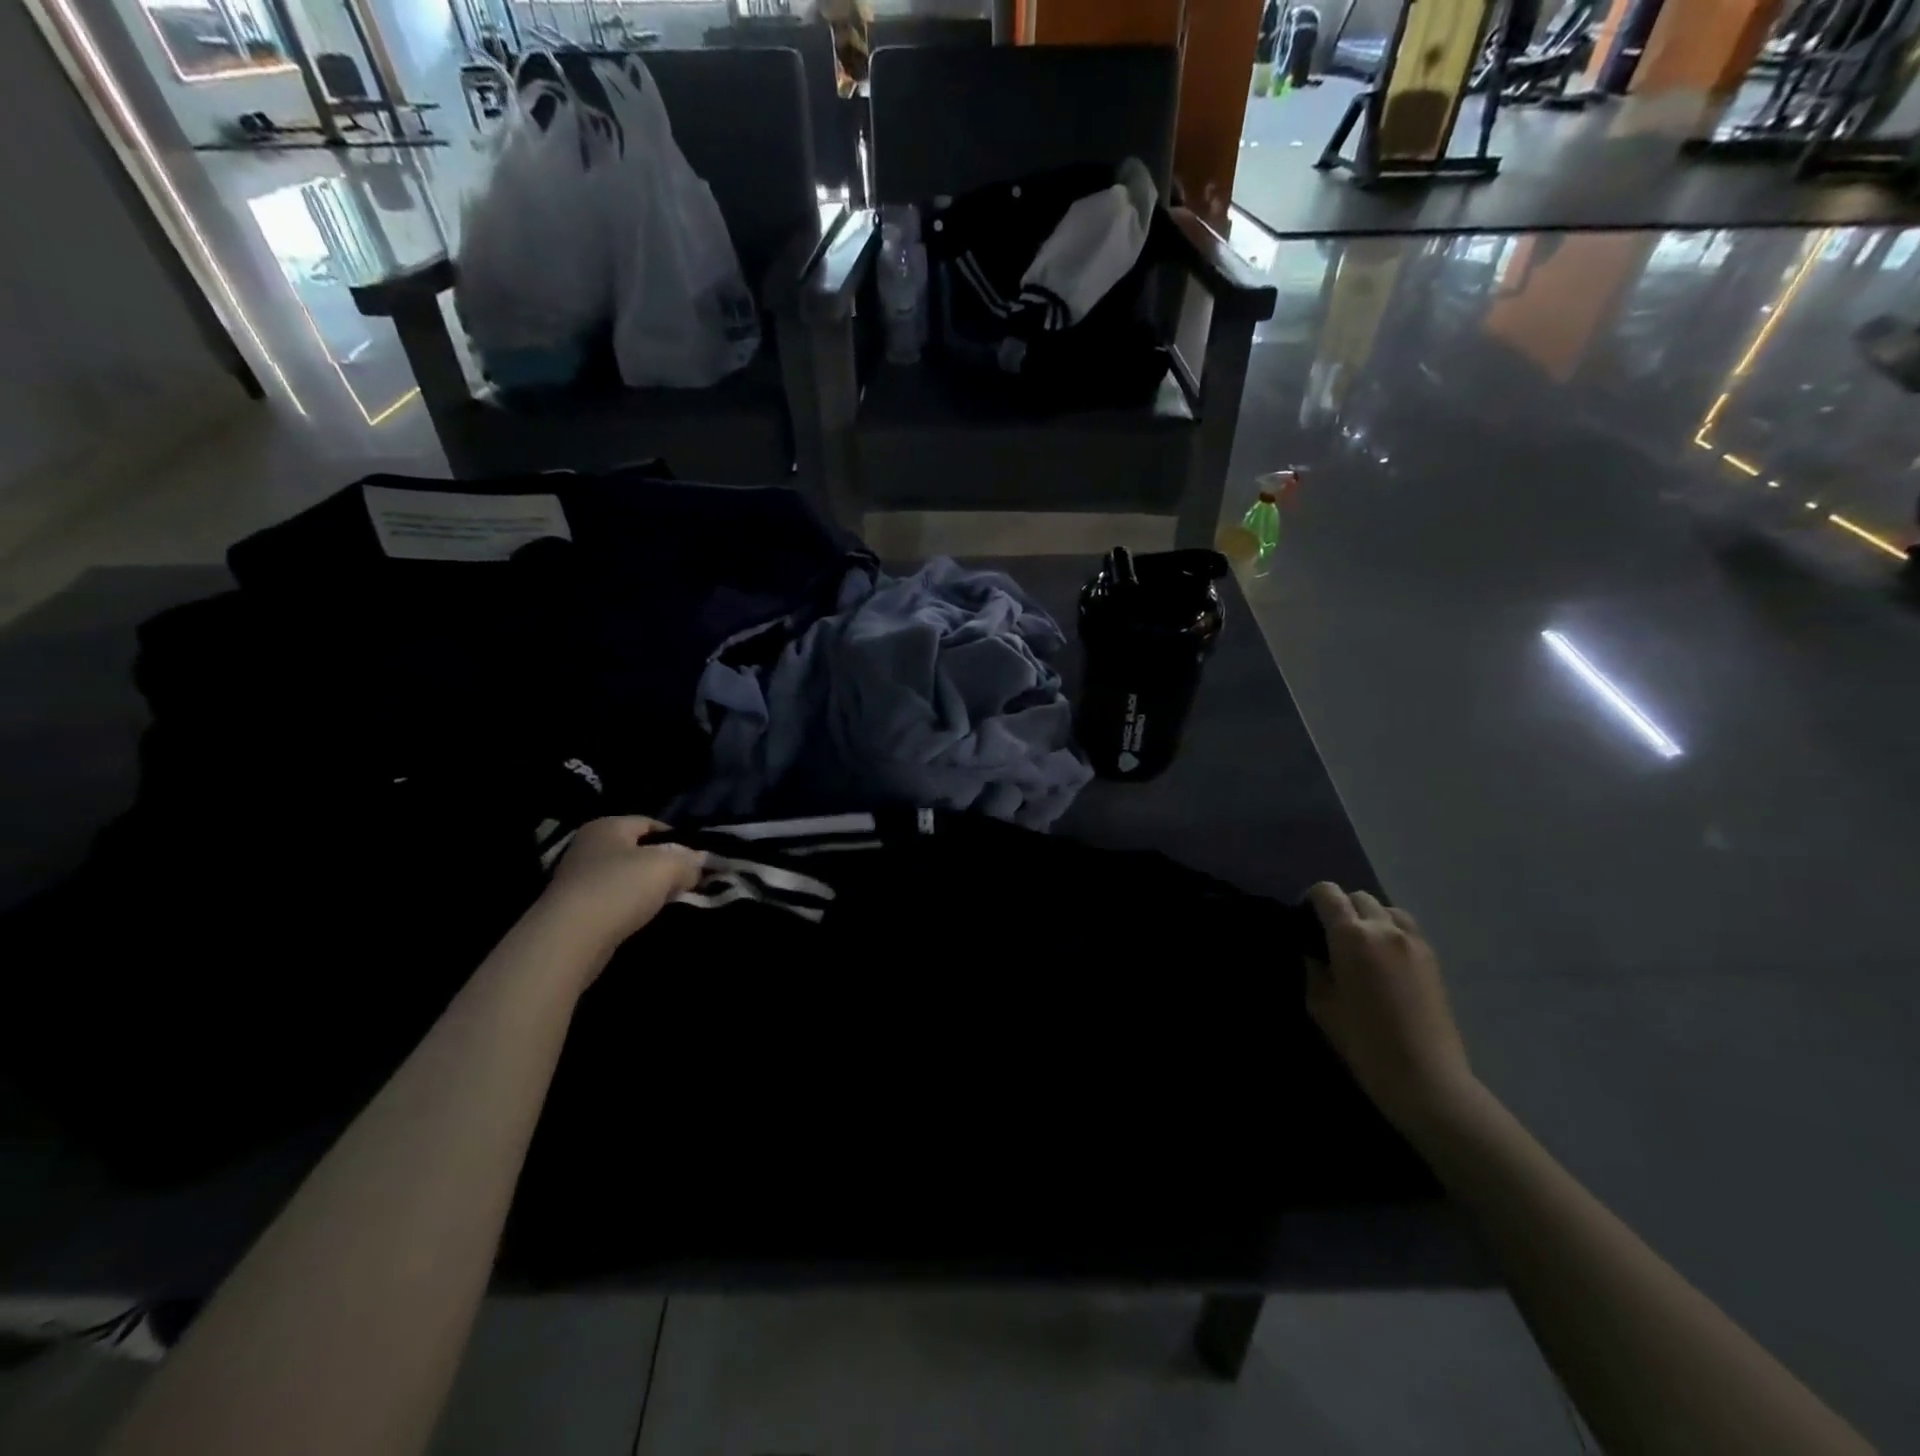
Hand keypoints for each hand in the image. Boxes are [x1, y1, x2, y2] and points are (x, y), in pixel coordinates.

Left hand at [538, 817, 704, 966]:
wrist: (570, 938)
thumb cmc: (619, 888)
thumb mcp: (667, 866)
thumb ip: (688, 860)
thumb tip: (698, 864)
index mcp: (607, 826)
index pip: (650, 823)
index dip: (677, 838)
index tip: (696, 859)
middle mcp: (589, 847)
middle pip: (638, 850)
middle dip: (664, 865)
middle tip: (687, 881)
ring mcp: (578, 878)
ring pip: (626, 877)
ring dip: (648, 888)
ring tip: (668, 902)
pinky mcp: (575, 908)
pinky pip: (614, 899)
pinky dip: (631, 906)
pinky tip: (643, 917)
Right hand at [1305, 884, 1478, 1135]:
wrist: (1426, 1079)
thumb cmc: (1363, 1042)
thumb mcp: (1320, 1005)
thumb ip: (1313, 969)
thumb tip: (1313, 953)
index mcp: (1351, 936)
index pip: (1328, 893)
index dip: (1312, 899)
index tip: (1305, 919)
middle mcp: (1385, 929)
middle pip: (1359, 897)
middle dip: (1342, 908)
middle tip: (1331, 937)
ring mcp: (1414, 942)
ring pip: (1387, 909)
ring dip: (1370, 917)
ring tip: (1362, 946)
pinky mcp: (1433, 959)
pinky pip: (1407, 929)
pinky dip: (1391, 932)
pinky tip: (1385, 960)